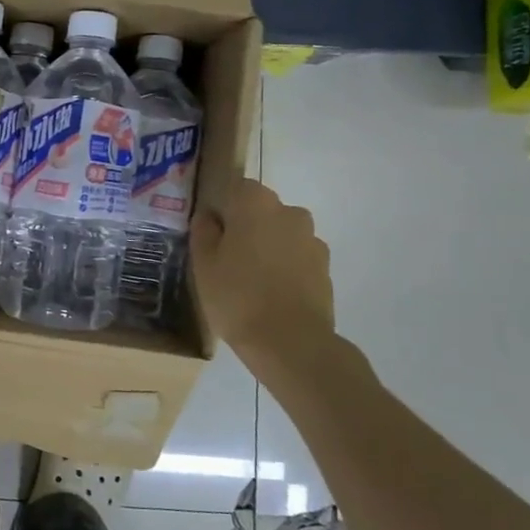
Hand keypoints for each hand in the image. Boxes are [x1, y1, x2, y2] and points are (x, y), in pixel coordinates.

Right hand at [191, 179, 334, 370]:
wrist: (290, 342)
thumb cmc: (236, 296)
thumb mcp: (203, 264)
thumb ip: (204, 232)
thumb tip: (209, 216)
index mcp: (255, 203)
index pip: (236, 188)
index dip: (223, 208)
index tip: (212, 233)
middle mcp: (289, 212)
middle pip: (261, 210)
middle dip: (246, 226)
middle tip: (227, 258)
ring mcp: (312, 239)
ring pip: (281, 234)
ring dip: (268, 247)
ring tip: (251, 280)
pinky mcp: (325, 267)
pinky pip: (297, 257)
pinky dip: (286, 267)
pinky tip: (272, 293)